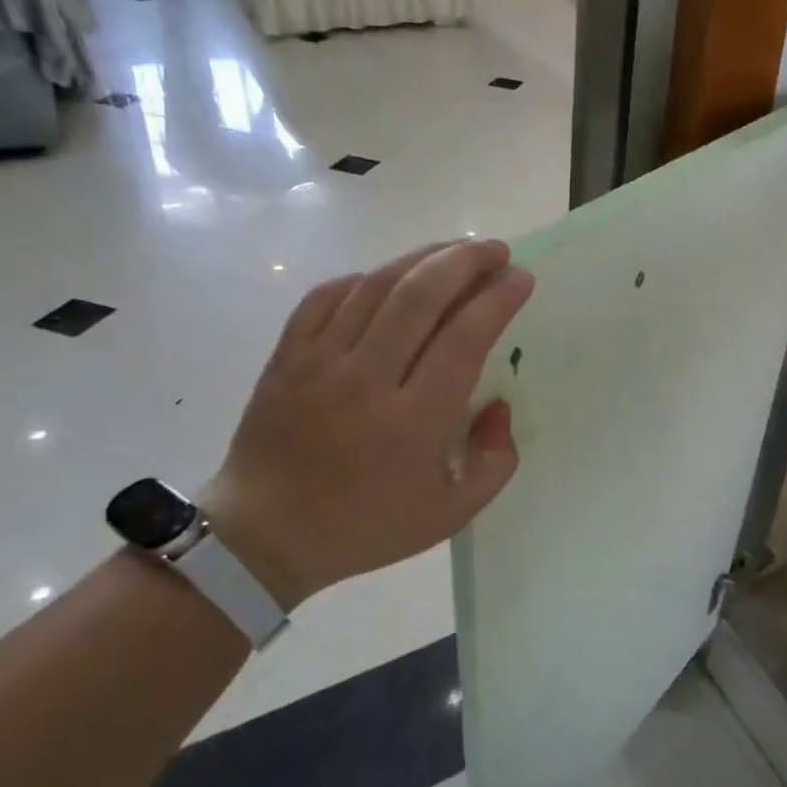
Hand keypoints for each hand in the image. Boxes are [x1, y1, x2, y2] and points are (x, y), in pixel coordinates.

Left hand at [200, 241, 533, 609]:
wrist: (264, 536)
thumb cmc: (365, 527)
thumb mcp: (450, 515)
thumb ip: (495, 462)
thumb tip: (498, 404)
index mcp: (413, 422)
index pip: (464, 338)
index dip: (498, 299)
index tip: (522, 278)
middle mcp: (366, 380)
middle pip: (421, 296)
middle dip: (466, 261)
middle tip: (495, 250)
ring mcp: (319, 363)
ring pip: (376, 286)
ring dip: (422, 258)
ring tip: (454, 250)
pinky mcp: (286, 357)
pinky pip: (327, 297)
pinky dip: (364, 278)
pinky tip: (389, 278)